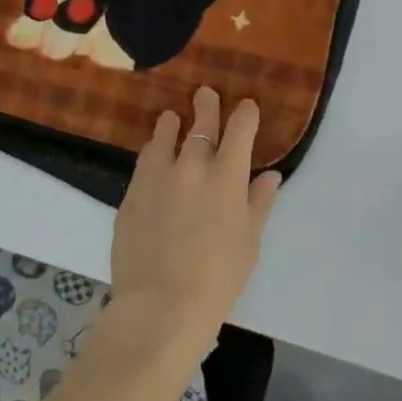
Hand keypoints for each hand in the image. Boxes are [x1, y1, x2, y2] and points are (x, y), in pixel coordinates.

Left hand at [108, 87, 282, 356]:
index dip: (245, 113)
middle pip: (201, 123)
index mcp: (228, 176)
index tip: (246, 107)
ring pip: (165, 136)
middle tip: (204, 94)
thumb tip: (269, 176)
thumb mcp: (249, 242)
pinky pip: (144, 161)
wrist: (161, 306)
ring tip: (171, 119)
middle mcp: (192, 166)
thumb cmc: (218, 279)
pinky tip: (153, 155)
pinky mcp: (132, 193)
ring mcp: (158, 177)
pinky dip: (153, 152)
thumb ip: (258, 203)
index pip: (240, 129)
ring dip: (172, 124)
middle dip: (206, 105)